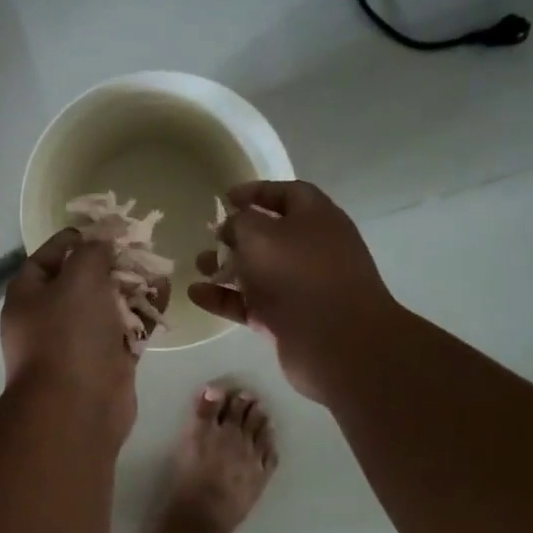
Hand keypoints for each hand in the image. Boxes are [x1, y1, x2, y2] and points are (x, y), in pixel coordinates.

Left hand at [1, 229, 159, 439]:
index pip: (46, 257)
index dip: (72, 239)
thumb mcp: (79, 278)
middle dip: (110, 263)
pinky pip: (127, 330)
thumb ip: (92, 253)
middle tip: (138, 248)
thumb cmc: (69, 334)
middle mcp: (49, 318)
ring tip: (158, 268)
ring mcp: (79, 343)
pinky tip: (165, 295)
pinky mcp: (107, 363)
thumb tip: (100, 243)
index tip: (102, 228)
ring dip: (132, 287)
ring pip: (107, 306)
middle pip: (80, 281)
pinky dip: (144, 314)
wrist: (77, 407)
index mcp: (28, 295)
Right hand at [188, 180, 397, 401]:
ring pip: (258, 271)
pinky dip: (225, 298)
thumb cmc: (299, 273)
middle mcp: (312, 249)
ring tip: (198, 265)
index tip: (226, 198)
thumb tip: (232, 226)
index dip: (257, 192)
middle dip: (237, 235)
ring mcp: (301, 287)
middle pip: (271, 235)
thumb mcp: (260, 235)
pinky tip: (196, 294)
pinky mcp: (288, 319)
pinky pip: (251, 303)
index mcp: (316, 218)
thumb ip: (239, 223)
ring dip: (227, 267)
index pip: (287, 193)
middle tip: (209, 236)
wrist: (336, 341)